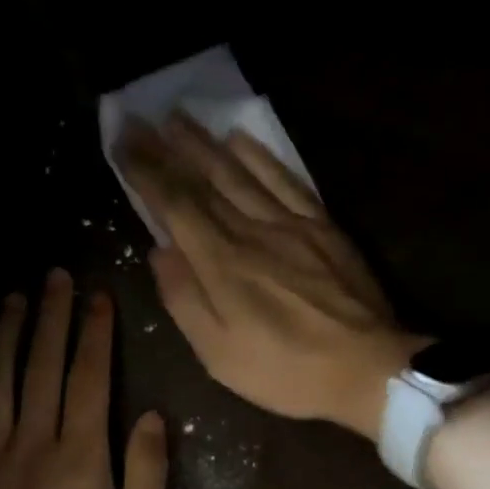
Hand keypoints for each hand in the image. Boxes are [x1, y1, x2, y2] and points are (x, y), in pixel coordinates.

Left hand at [0, 270, 167, 488]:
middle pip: (40, 365)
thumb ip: (145, 472)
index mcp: (80, 455)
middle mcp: (32, 442)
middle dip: (50, 317)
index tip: (97, 297)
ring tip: (13, 301)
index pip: (88, 376)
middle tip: (54, 277)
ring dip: (7, 337)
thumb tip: (149, 415)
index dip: (94, 332)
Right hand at [118, 113, 426, 441]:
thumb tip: (158, 251)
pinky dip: (261, 156)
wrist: (367, 369)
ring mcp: (291, 224)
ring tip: (179, 117)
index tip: (122, 142)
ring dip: (206, 143)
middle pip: (203, 181)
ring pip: (240, 173)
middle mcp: (251, 231)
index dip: (146, 171)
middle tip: (140, 120)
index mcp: (221, 264)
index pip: (175, 205)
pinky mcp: (323, 226)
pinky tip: (240, 138)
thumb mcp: (219, 355)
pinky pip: (286, 180)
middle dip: (167, 148)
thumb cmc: (286, 371)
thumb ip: (185, 300)